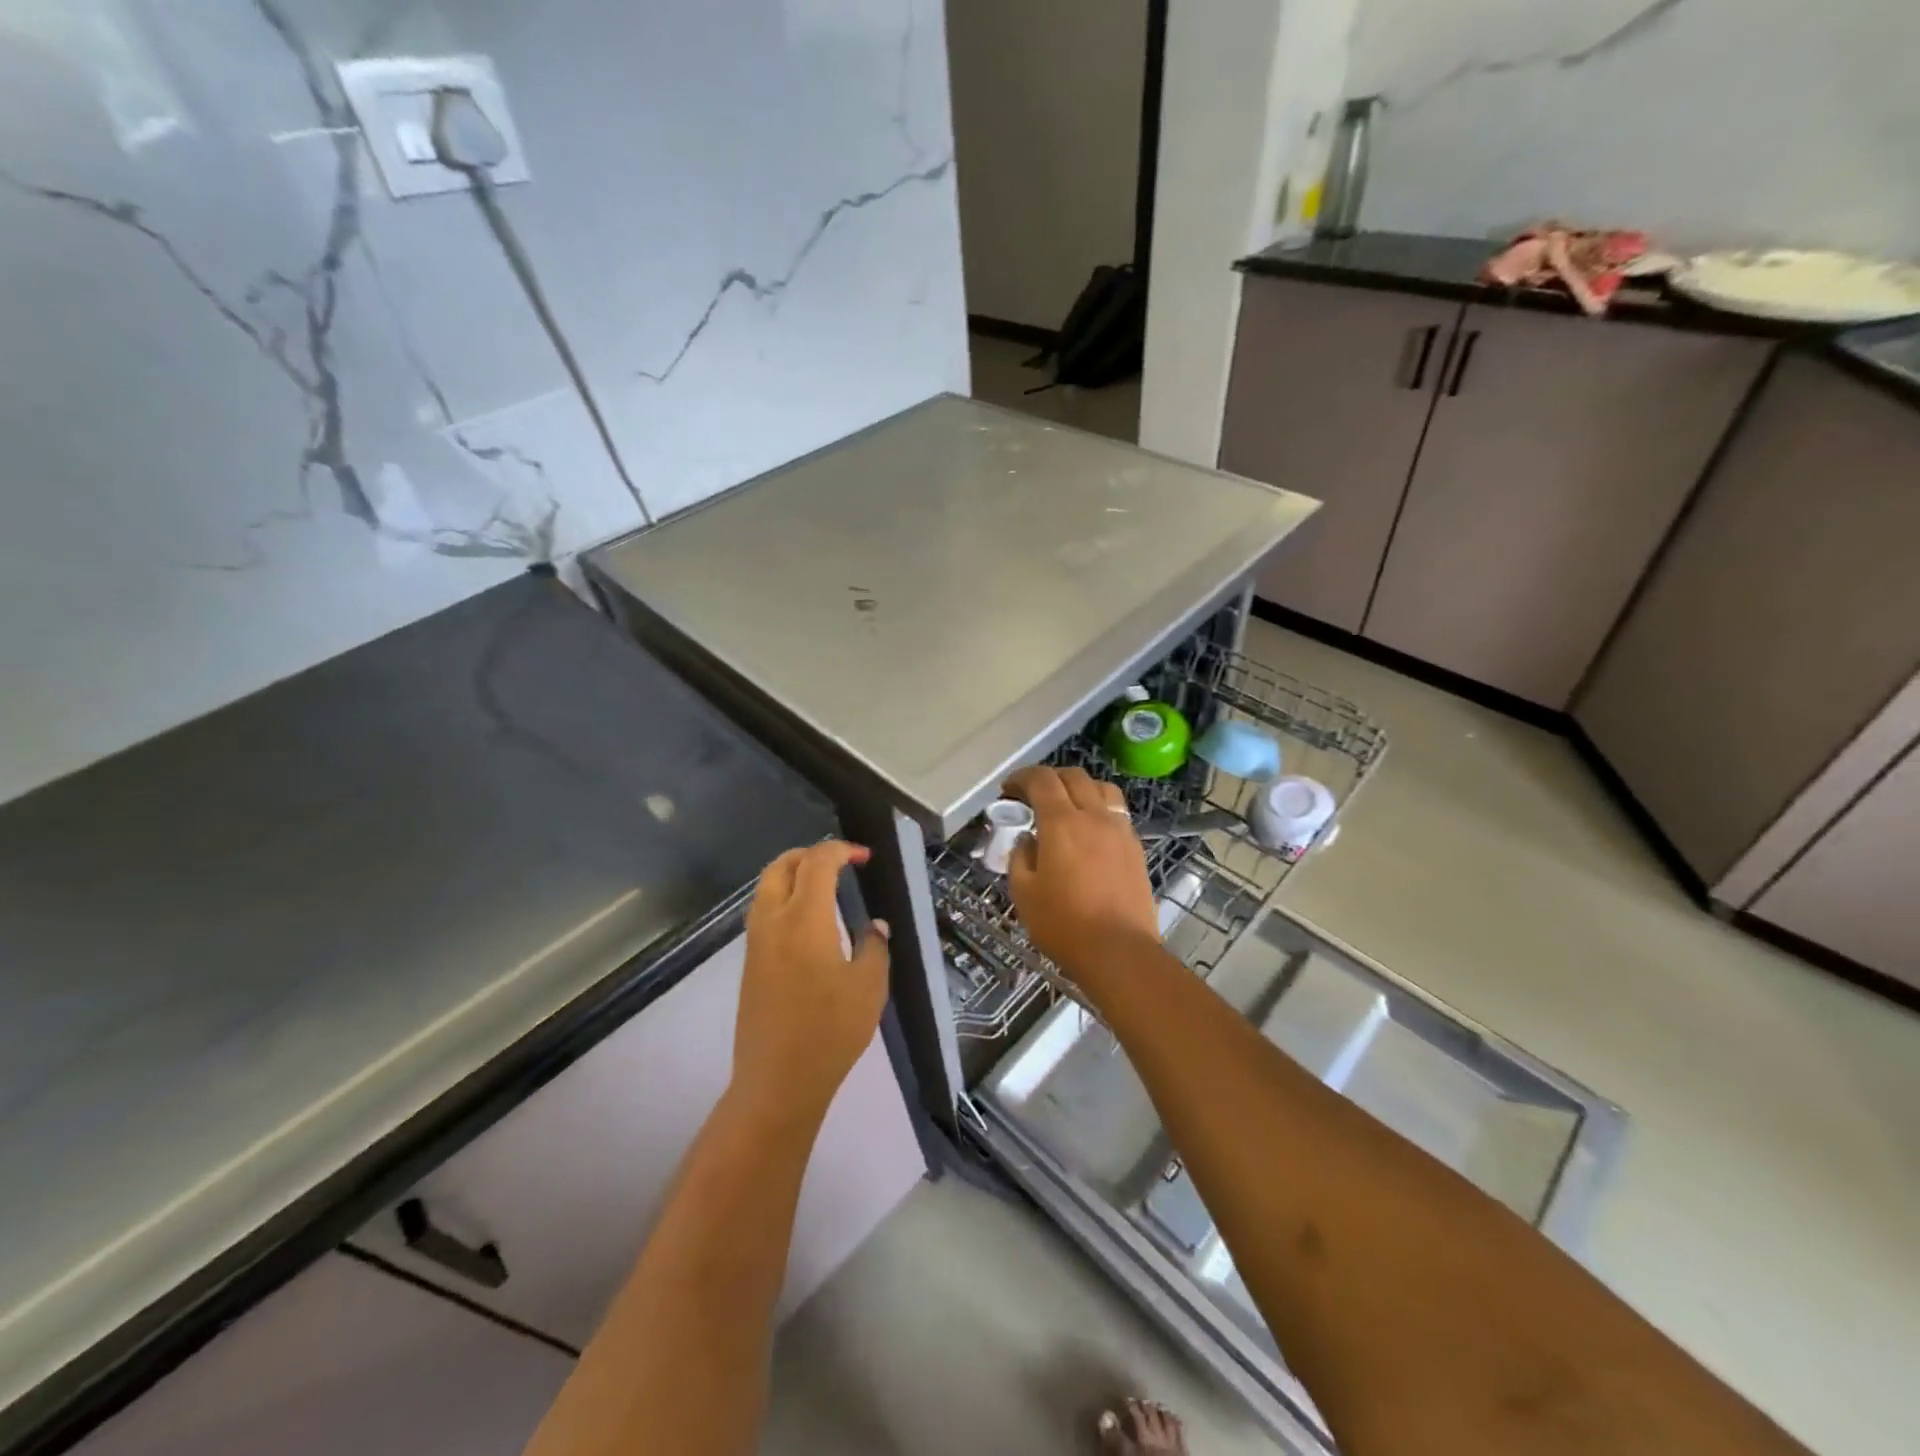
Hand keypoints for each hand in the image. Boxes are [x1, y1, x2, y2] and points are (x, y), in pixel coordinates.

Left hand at [733, 841, 890, 1121]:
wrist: (777, 1081)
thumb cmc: (830, 1031)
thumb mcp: (869, 987)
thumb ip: (874, 946)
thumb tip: (874, 925)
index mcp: (804, 919)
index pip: (817, 863)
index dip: (841, 850)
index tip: (864, 857)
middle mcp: (773, 921)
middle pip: (781, 865)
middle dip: (810, 854)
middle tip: (840, 862)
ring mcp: (756, 943)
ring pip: (766, 887)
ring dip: (792, 874)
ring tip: (824, 886)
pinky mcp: (749, 963)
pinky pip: (763, 911)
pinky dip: (782, 897)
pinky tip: (808, 920)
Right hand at [1003, 766, 1160, 980]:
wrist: (1118, 951)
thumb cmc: (1063, 924)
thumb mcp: (1023, 892)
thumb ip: (1020, 857)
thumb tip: (1027, 839)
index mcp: (1061, 822)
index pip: (1041, 780)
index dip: (1022, 778)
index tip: (1008, 789)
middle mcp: (1094, 816)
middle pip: (1074, 776)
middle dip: (1049, 778)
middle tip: (1033, 796)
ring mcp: (1120, 830)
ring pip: (1102, 788)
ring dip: (1080, 787)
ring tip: (1067, 806)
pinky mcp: (1136, 848)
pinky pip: (1117, 812)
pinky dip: (1099, 809)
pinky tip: (1090, 831)